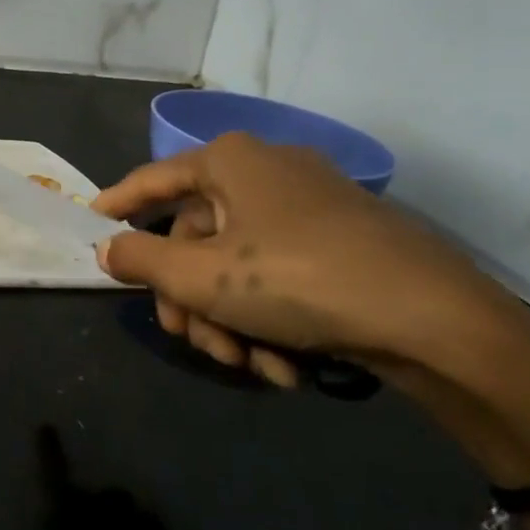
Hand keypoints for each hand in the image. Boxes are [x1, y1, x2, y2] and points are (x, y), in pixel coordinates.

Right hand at [91, 133, 517, 394]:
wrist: (437, 321)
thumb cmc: (297, 280)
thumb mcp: (201, 276)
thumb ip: (140, 260)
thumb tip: (104, 248)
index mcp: (229, 162)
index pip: (153, 179)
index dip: (118, 204)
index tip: (91, 225)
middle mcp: (267, 172)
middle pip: (197, 237)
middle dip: (190, 299)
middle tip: (190, 340)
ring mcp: (309, 207)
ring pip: (237, 265)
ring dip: (229, 322)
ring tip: (247, 366)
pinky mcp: (343, 243)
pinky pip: (279, 276)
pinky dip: (269, 320)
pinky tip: (283, 367)